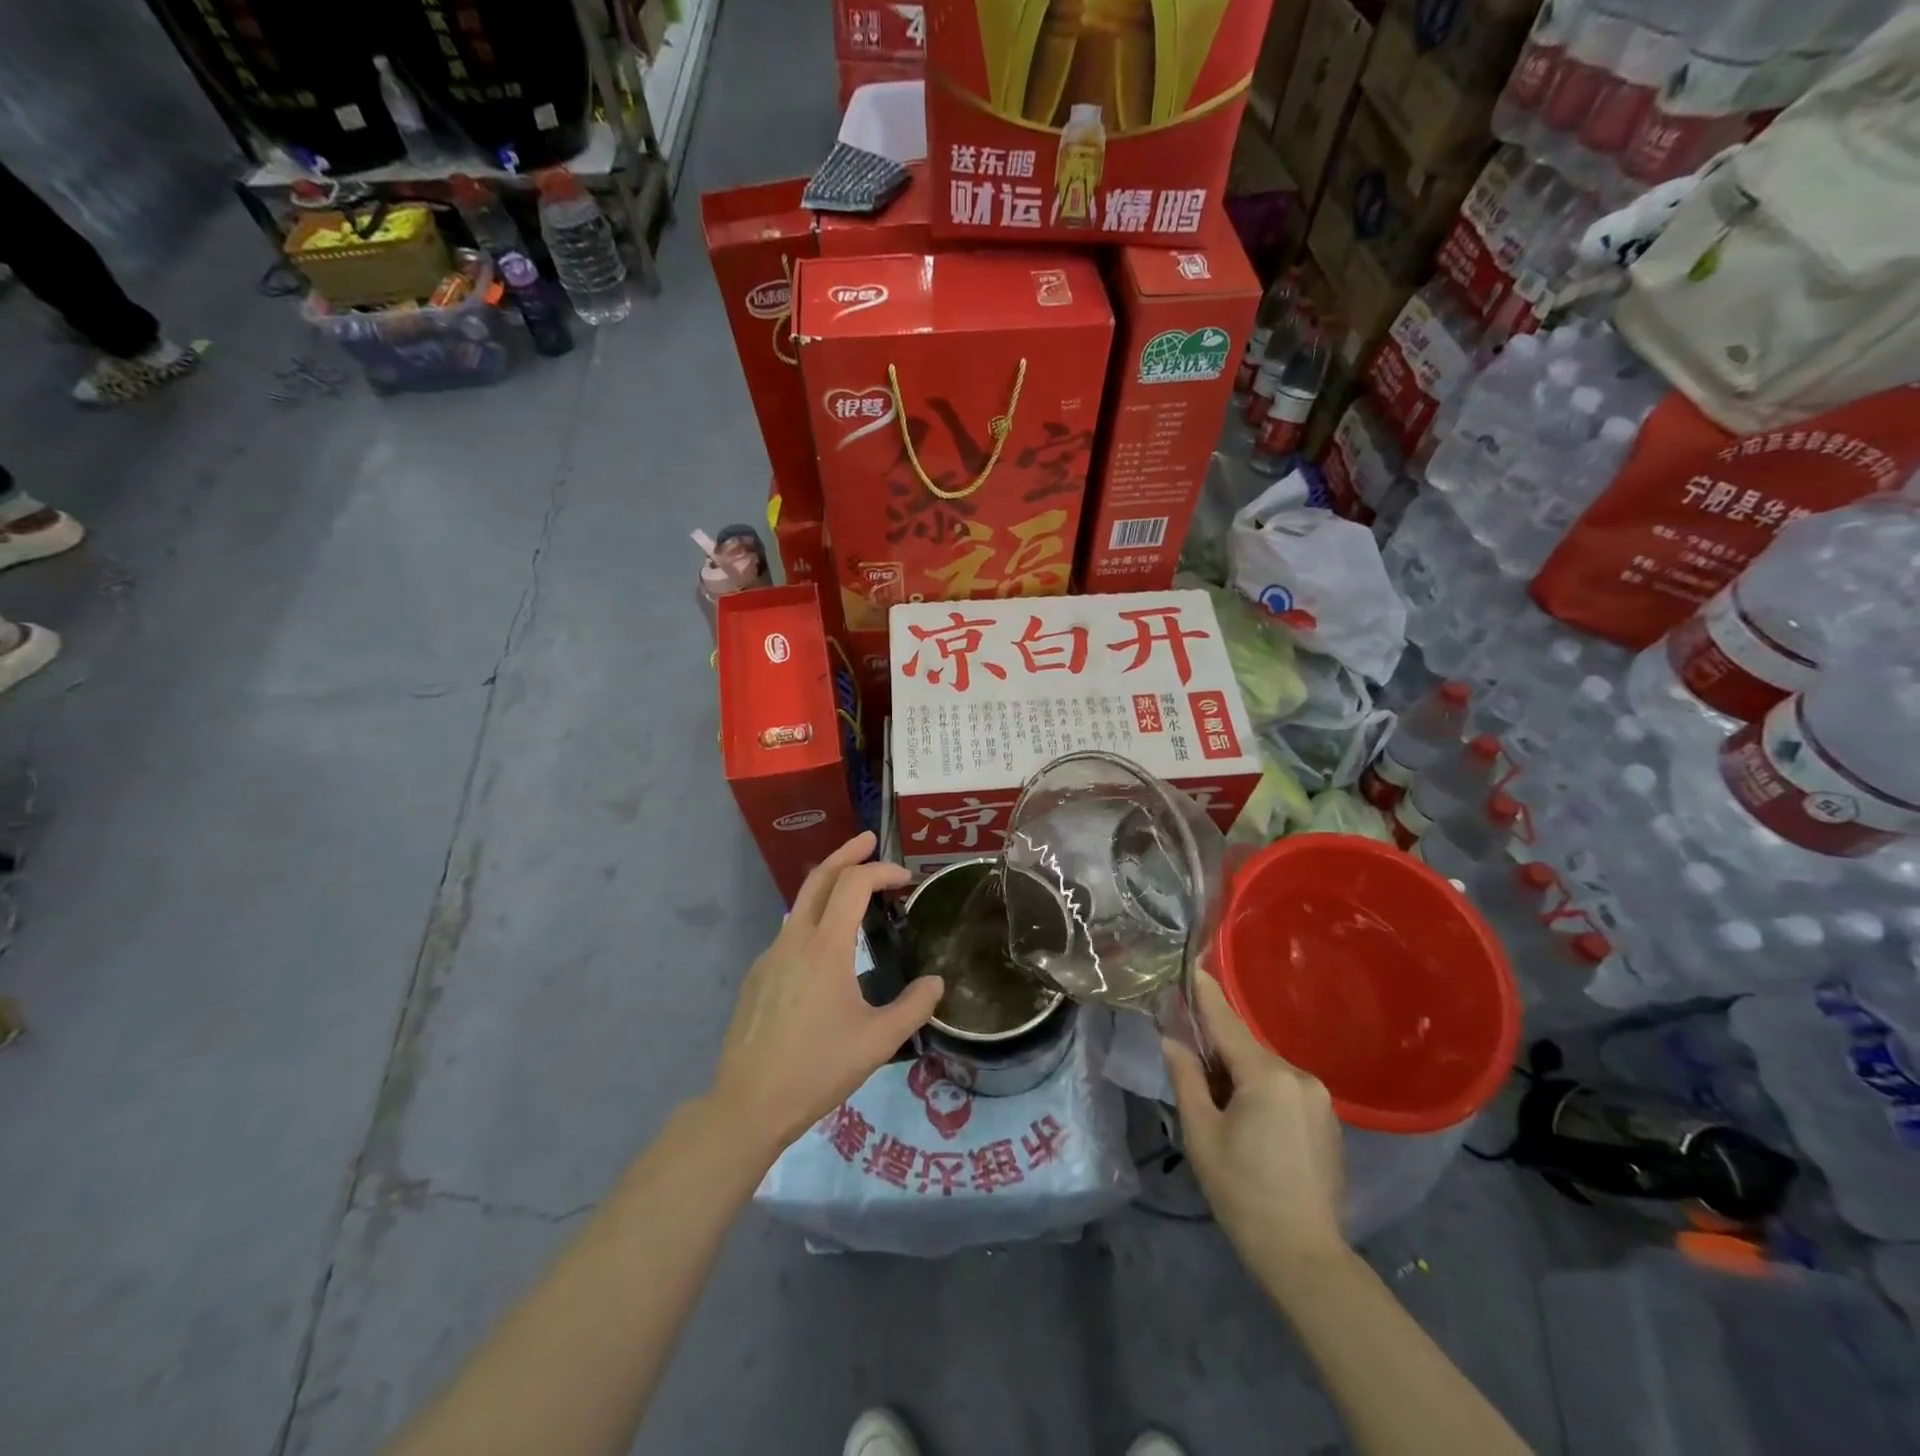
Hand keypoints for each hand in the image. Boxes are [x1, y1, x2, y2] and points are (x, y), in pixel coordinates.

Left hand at [712, 832, 944, 1159]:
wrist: (748, 1103)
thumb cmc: (817, 1069)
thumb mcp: (878, 1042)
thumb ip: (914, 1007)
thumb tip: (936, 983)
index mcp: (825, 948)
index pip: (853, 885)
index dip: (881, 871)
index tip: (906, 879)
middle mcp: (794, 940)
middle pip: (819, 877)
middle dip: (846, 853)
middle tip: (870, 840)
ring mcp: (770, 956)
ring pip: (800, 904)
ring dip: (829, 885)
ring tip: (855, 889)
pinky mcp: (758, 976)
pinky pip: (790, 933)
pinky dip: (814, 919)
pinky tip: (829, 950)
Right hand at [1163, 975, 1347, 1279]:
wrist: (1305, 1257)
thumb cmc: (1242, 1192)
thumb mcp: (1201, 1133)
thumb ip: (1185, 1077)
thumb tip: (1172, 1039)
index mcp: (1267, 1075)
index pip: (1226, 1022)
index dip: (1205, 994)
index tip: (1191, 965)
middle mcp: (1299, 1076)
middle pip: (1245, 1048)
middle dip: (1216, 1049)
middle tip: (1188, 1061)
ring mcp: (1319, 1098)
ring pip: (1264, 1069)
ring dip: (1238, 1074)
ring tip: (1217, 1105)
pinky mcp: (1328, 1120)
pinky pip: (1284, 1089)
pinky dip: (1260, 1091)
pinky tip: (1248, 1123)